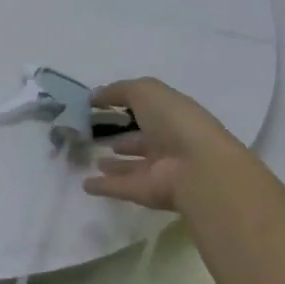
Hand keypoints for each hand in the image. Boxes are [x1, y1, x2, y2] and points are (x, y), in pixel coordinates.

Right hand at [83, 79, 234, 213]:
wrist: (199, 169)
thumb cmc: (175, 122)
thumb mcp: (145, 91)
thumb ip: (118, 91)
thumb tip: (94, 96)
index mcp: (172, 116)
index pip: (147, 110)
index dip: (126, 106)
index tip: (99, 106)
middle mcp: (168, 143)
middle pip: (141, 141)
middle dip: (123, 139)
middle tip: (95, 136)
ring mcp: (159, 170)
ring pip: (132, 167)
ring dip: (115, 165)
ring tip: (94, 160)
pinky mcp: (147, 193)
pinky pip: (120, 187)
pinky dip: (103, 186)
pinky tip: (85, 184)